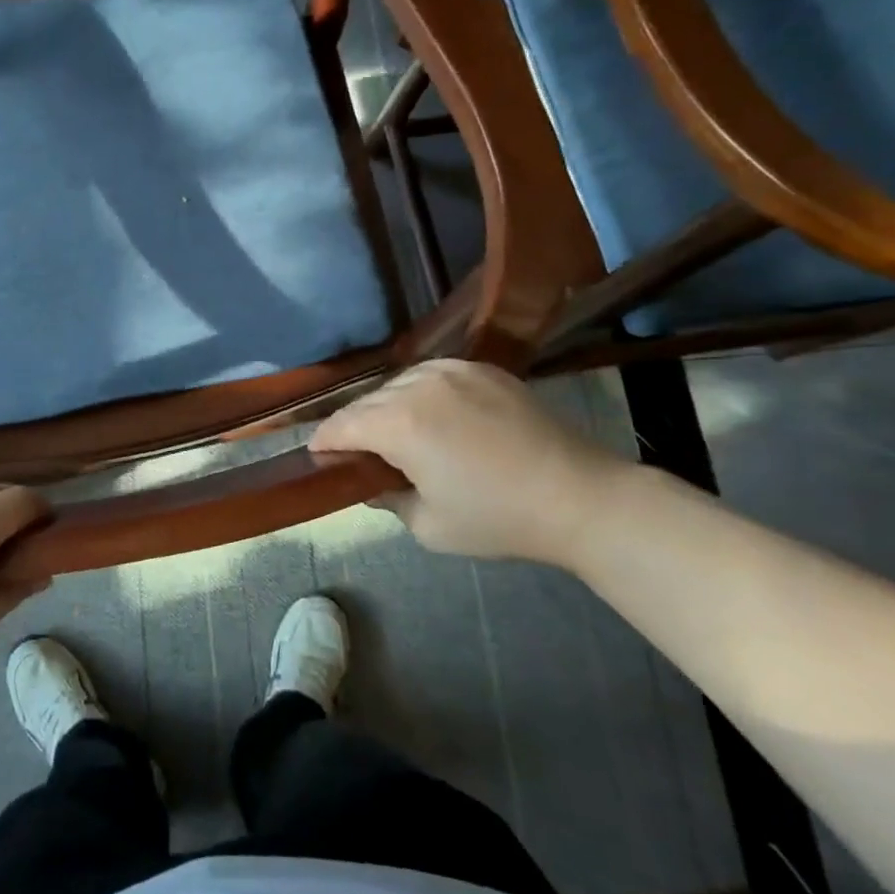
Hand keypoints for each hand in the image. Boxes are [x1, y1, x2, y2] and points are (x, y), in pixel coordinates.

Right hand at [311, 359, 632, 565]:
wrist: (578, 496)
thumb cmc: (498, 518)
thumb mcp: (428, 525)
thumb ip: (386, 498)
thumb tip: (370, 482)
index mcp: (400, 424)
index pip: (342, 425)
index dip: (324, 441)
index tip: (317, 455)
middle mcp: (418, 385)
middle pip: (367, 401)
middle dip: (354, 425)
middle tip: (356, 451)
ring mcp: (452, 370)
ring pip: (397, 383)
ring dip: (386, 406)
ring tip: (395, 432)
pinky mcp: (481, 368)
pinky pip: (431, 374)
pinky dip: (419, 392)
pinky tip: (430, 413)